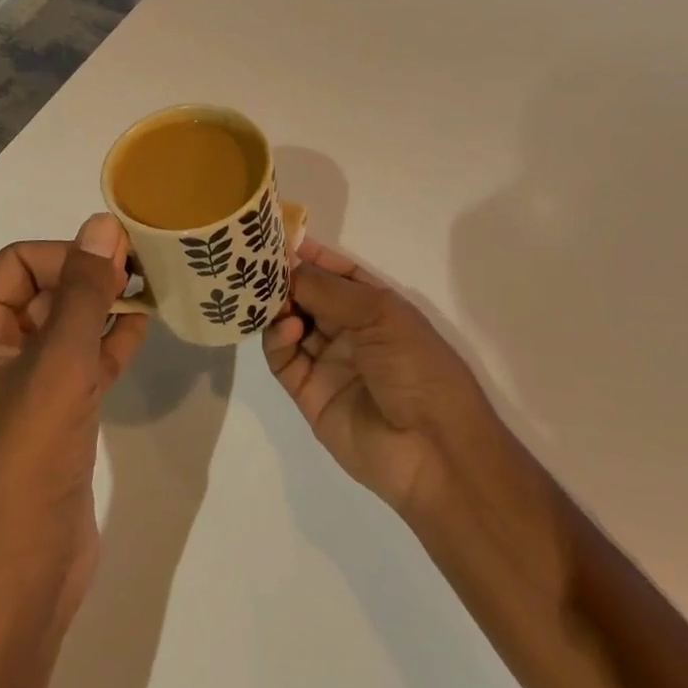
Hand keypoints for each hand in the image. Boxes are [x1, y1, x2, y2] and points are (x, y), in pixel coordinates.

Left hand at [0, 214, 147, 628]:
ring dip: (103, 308)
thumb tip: (103, 224)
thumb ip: (84, 290)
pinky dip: (106, 344)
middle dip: (90, 279)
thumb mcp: (58, 363)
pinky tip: (142, 329)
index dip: (69, 254)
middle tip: (144, 271)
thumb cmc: (25, 458)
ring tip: (151, 292)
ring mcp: (16, 389)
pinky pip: (76, 364)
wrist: (19, 580)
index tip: (121, 258)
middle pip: (41, 292)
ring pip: (63, 328)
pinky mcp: (47, 417)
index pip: (18, 264)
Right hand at [262, 238, 504, 517]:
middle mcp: (349, 330)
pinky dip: (278, 339)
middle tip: (256, 265)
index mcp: (375, 305)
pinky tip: (288, 328)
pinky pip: (283, 358)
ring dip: (277, 306)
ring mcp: (327, 361)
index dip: (309, 253)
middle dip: (284, 278)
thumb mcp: (380, 314)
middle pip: (308, 295)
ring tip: (266, 295)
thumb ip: (328, 289)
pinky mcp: (308, 393)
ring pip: (289, 323)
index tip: (275, 237)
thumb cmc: (417, 367)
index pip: (335, 270)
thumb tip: (287, 266)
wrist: (432, 450)